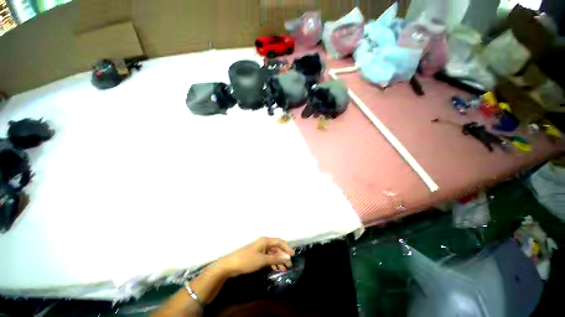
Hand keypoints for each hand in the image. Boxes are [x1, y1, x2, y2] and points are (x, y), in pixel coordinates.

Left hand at [216, 237, 294, 276]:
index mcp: (265, 241)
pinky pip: (267, 257)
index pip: (279, 242)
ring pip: (272, 253)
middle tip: (289, 264)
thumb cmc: (248, 260)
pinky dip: (272, 262)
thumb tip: (287, 257)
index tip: (293, 255)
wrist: (231, 265)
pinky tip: (275, 268)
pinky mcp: (257, 255)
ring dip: (278, 260)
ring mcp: (260, 249)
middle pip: (276, 248)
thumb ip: (276, 258)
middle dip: (283, 255)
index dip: (286, 248)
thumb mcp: (263, 260)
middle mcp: (264, 243)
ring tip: (283, 269)